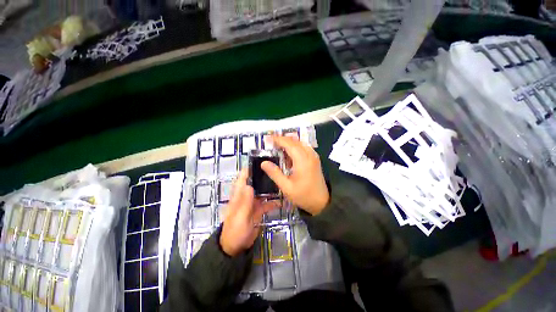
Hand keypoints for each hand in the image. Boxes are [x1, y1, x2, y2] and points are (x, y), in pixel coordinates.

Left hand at [220, 169, 277, 256]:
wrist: (236, 248)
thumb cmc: (235, 231)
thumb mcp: (240, 217)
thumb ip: (244, 202)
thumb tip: (249, 185)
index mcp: (238, 196)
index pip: (242, 179)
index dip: (248, 170)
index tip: (258, 162)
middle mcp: (246, 197)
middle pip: (254, 183)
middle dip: (262, 177)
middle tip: (274, 170)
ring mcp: (253, 203)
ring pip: (262, 192)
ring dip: (269, 189)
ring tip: (280, 182)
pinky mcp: (258, 211)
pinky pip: (266, 204)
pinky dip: (273, 202)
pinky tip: (281, 201)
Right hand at [261, 135, 329, 215]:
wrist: (321, 202)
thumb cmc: (303, 195)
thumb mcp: (286, 187)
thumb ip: (275, 174)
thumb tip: (263, 163)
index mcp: (302, 161)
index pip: (289, 144)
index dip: (278, 139)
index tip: (268, 138)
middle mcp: (309, 155)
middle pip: (295, 141)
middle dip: (283, 139)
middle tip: (271, 142)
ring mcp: (313, 156)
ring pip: (300, 143)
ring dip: (289, 142)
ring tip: (278, 147)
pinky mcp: (315, 159)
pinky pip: (304, 147)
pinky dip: (295, 147)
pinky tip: (289, 154)